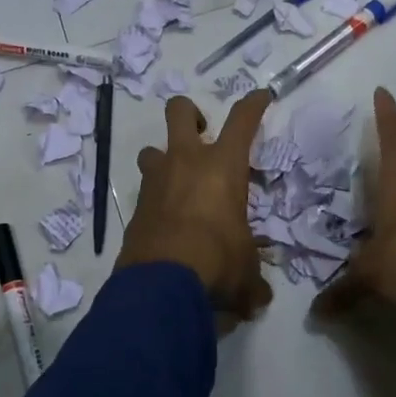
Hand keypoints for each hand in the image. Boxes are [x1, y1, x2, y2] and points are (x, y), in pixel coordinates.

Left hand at [118, 90, 274, 321]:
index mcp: (223, 166)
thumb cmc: (218, 262)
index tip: (260, 96)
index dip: (253, 103)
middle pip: (180, 111)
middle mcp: (186, 162)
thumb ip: (253, 280)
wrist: (161, 284)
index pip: (242, 120)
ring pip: (152, 150)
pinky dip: (155, 200)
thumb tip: (259, 300)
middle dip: (190, 114)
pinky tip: (165, 223)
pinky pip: (145, 191)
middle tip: (201, 133)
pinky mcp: (135, 207)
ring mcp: (155, 182)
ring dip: (164, 160)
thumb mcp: (246, 270)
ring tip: (177, 183)